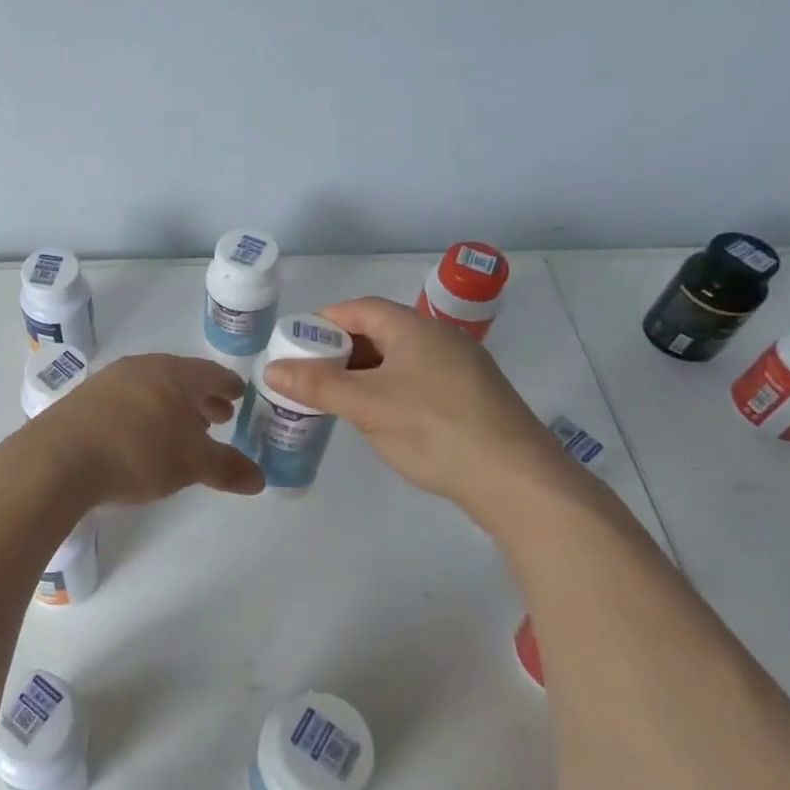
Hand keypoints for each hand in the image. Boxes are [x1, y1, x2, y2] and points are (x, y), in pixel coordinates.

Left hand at [32, 354, 265, 504]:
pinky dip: (145, 414)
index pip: (211, 373)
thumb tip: (261, 478)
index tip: (240, 394)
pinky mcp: (84, 400)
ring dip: (172, 407)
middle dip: (202, 398)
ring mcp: (109, 380)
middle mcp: (141, 367)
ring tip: (183, 429)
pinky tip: (142, 437)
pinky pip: (127, 401)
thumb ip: (227, 468)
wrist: (59, 458)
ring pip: (152, 389)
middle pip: (181, 379)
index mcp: (173, 373)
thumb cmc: (137, 452)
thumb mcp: (190, 464)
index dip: (228, 386)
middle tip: (219, 416)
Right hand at [262, 297, 565, 506]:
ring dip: (363, 373)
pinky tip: (380, 418)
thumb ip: (317, 385)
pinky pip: (417, 379)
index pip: (359, 308)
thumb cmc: (434, 430)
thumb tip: (271, 368)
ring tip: (337, 400)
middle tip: (310, 377)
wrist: (518, 481)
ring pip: (398, 358)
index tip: (295, 346)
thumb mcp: (366, 406)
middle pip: (378, 331)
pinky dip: (389, 389)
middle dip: (340, 351)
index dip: (323, 322)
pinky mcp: (471, 396)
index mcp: (414, 328)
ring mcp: (460, 367)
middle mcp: (439, 337)